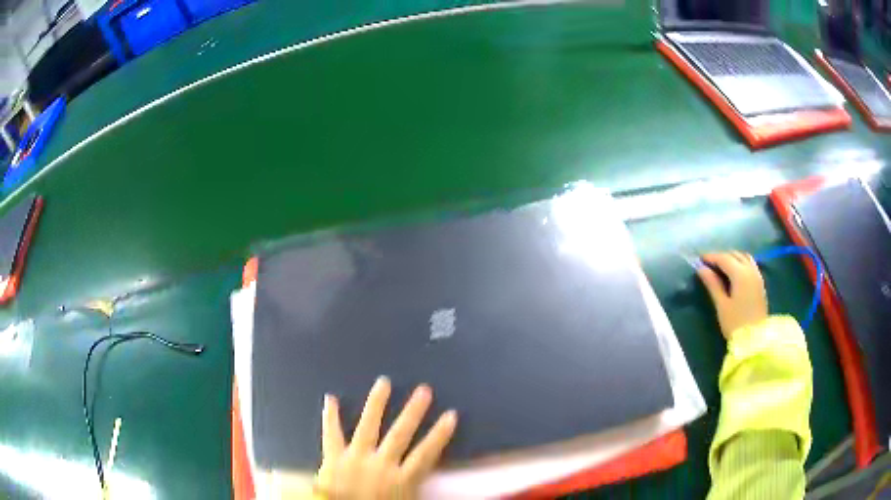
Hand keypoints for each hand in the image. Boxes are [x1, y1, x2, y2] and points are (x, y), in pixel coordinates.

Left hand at [315, 377, 457, 498]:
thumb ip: (416, 489)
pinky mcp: (332, 458)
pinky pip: (331, 435)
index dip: (440, 435)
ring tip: (384, 382)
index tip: (451, 414)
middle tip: (424, 390)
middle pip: (400, 435)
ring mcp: (354, 458)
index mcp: (400, 480)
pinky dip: (330, 417)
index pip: (426, 454)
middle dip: (413, 412)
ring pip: (367, 427)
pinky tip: (330, 398)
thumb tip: (429, 474)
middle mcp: (380, 464)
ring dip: (377, 404)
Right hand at [698, 251, 768, 339]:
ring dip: (732, 258)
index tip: (700, 260)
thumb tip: (702, 269)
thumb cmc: (736, 323)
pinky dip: (740, 262)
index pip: (724, 258)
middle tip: (709, 264)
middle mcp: (750, 270)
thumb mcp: (722, 305)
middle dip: (721, 256)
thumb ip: (713, 284)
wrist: (755, 339)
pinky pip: (750, 264)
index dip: (711, 257)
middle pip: (734, 255)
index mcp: (740, 274)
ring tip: (721, 267)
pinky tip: (735, 272)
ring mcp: (757, 275)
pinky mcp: (760, 282)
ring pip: (743, 257)